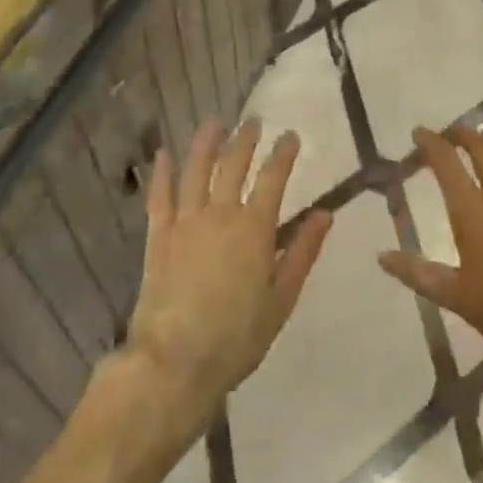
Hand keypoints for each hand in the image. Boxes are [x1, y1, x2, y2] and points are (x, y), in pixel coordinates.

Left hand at [124, 117, 331, 429]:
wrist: (176, 360)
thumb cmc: (237, 336)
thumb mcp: (281, 299)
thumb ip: (302, 252)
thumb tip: (325, 214)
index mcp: (254, 229)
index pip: (273, 179)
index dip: (283, 154)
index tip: (290, 135)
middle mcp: (220, 214)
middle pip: (233, 166)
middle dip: (245, 140)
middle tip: (253, 121)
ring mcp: (185, 222)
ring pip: (197, 170)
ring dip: (207, 143)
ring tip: (215, 122)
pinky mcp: (158, 236)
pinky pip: (160, 196)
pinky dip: (162, 172)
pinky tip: (164, 153)